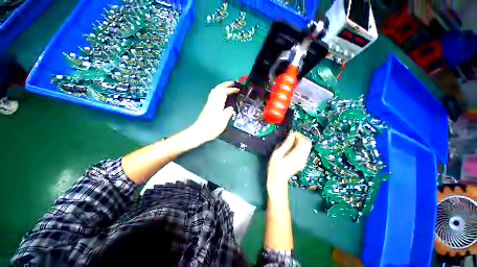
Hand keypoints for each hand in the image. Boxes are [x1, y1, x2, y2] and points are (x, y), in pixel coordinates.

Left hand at [191, 81, 238, 143]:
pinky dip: (219, 92)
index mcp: (216, 104)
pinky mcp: (207, 107)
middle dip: (225, 84)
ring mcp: (209, 104)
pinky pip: (213, 96)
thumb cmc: (212, 127)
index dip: (231, 89)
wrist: (199, 132)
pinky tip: (222, 96)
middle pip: (217, 89)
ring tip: (228, 88)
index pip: (224, 92)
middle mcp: (212, 102)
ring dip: (221, 87)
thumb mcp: (223, 121)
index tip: (238, 90)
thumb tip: (230, 108)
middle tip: (233, 83)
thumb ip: (227, 113)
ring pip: (214, 91)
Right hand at [267, 132, 311, 198]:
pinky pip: (304, 151)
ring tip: (290, 142)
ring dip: (300, 142)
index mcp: (297, 155)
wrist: (278, 179)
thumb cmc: (275, 166)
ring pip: (307, 147)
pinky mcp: (302, 162)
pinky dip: (300, 147)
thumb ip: (286, 144)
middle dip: (300, 137)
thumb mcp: (277, 154)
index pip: (303, 141)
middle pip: (307, 143)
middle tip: (291, 137)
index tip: (290, 133)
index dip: (298, 135)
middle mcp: (303, 158)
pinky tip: (292, 148)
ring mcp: (303, 161)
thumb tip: (291, 135)